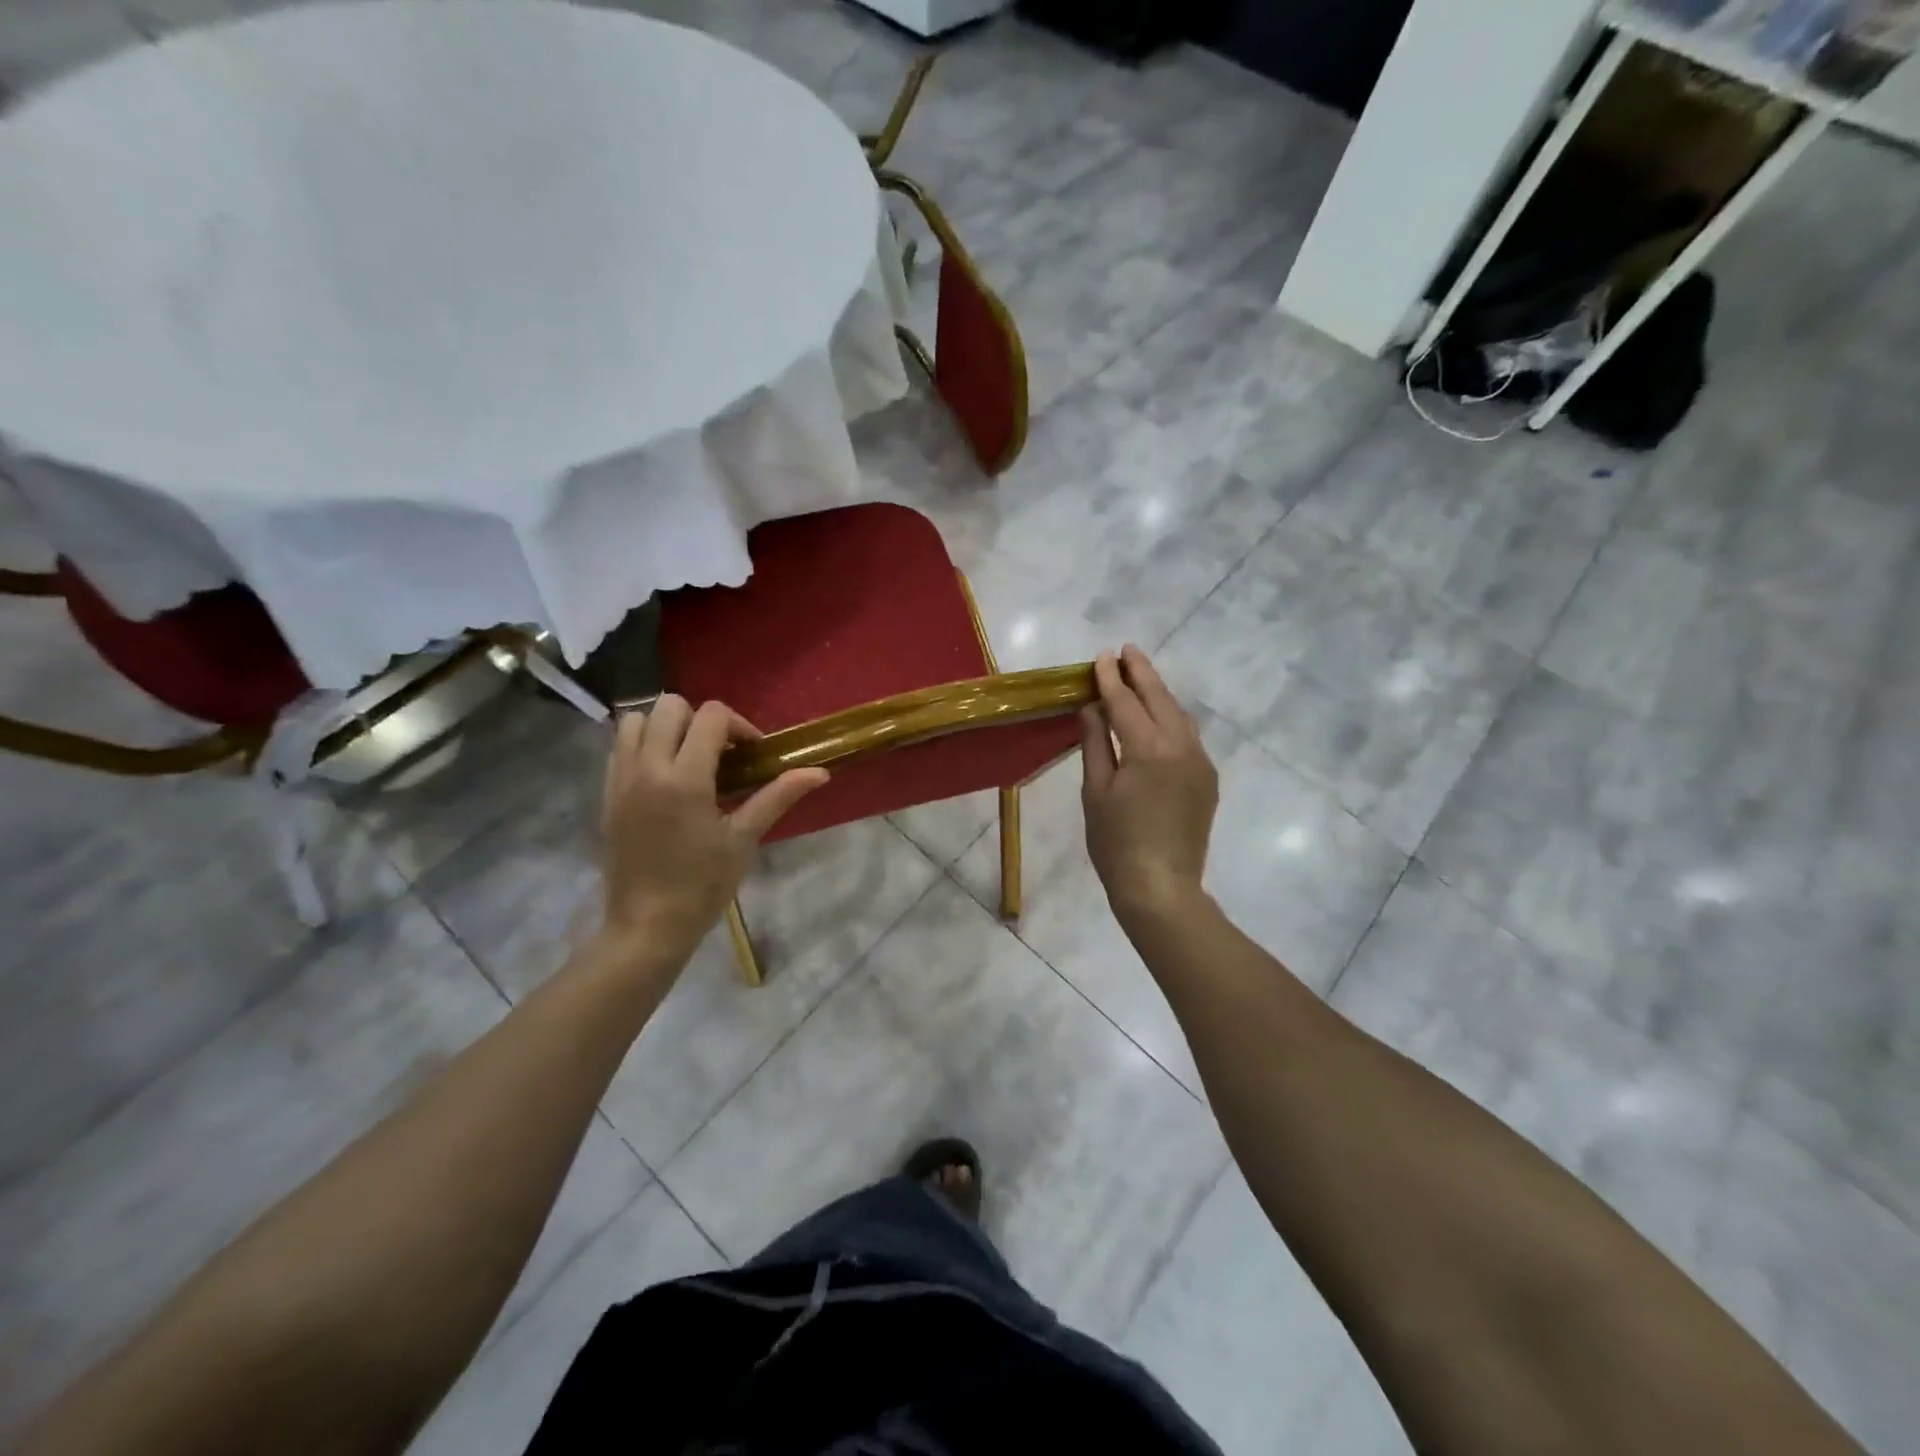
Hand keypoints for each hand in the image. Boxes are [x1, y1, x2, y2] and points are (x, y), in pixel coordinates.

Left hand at [599, 696, 827, 958]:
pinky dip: (643, 746)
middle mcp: (647, 768)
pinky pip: (620, 747)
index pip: (711, 716)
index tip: (752, 755)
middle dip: (701, 721)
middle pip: (670, 705)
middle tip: (721, 754)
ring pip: (637, 720)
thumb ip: (778, 797)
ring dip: (667, 727)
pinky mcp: (606, 793)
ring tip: (688, 759)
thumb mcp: (744, 839)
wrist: (647, 925)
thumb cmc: (702, 885)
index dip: (739, 726)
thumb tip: (820, 772)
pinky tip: (664, 778)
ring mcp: (620, 779)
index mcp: (684, 778)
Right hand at [1080, 646, 1218, 920]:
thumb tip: (1093, 707)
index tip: (1102, 655)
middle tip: (1126, 651)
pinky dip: (1171, 719)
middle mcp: (1182, 747)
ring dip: (1159, 693)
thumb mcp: (1096, 791)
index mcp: (1149, 749)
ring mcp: (1200, 763)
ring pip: (1179, 715)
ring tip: (1141, 676)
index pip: (1126, 702)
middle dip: (1142, 673)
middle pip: (1160, 699)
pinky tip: (1158, 718)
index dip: (1111, 678)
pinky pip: (1188, 737)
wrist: (1161, 887)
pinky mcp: (1207, 780)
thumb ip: (1096, 743)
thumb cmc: (1116, 842)